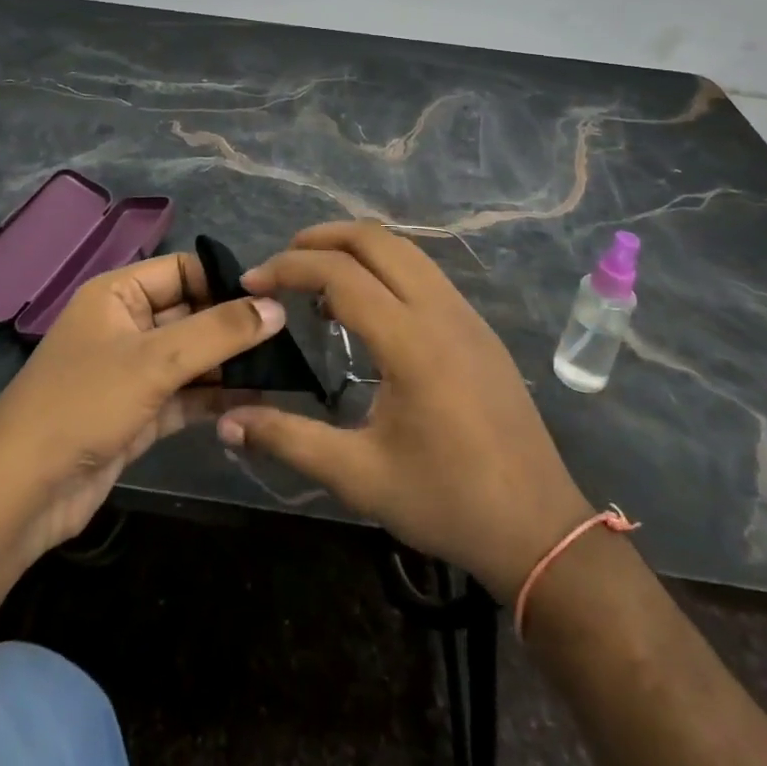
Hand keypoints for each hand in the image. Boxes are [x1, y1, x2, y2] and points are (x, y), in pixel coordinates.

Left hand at [0, 252, 283, 574]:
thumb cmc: (85, 403)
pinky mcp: (137, 413)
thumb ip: (219, 333)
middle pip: (191, 313)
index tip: (274, 299)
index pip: (183, 270)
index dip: (225, 281)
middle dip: (234, 326)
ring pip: (191, 357)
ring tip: (284, 370)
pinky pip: (185, 395)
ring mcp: (131, 371)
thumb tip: (277, 308)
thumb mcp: (156, 360)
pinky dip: (214, 398)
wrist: (21, 493)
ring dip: (230, 365)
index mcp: (118, 293)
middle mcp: (126, 324)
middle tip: (290, 338)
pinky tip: (257, 402)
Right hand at [218, 221, 590, 600]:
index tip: (251, 282)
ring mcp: (465, 313)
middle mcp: (439, 310)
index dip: (288, 268)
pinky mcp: (478, 326)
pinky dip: (384, 266)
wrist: (539, 528)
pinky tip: (366, 307)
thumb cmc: (446, 501)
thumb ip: (289, 440)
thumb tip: (227, 421)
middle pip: (375, 239)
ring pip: (404, 249)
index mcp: (410, 341)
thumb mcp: (359, 476)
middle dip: (321, 238)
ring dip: (355, 247)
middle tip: (281, 263)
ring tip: (317, 279)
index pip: (339, 273)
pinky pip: (424, 271)